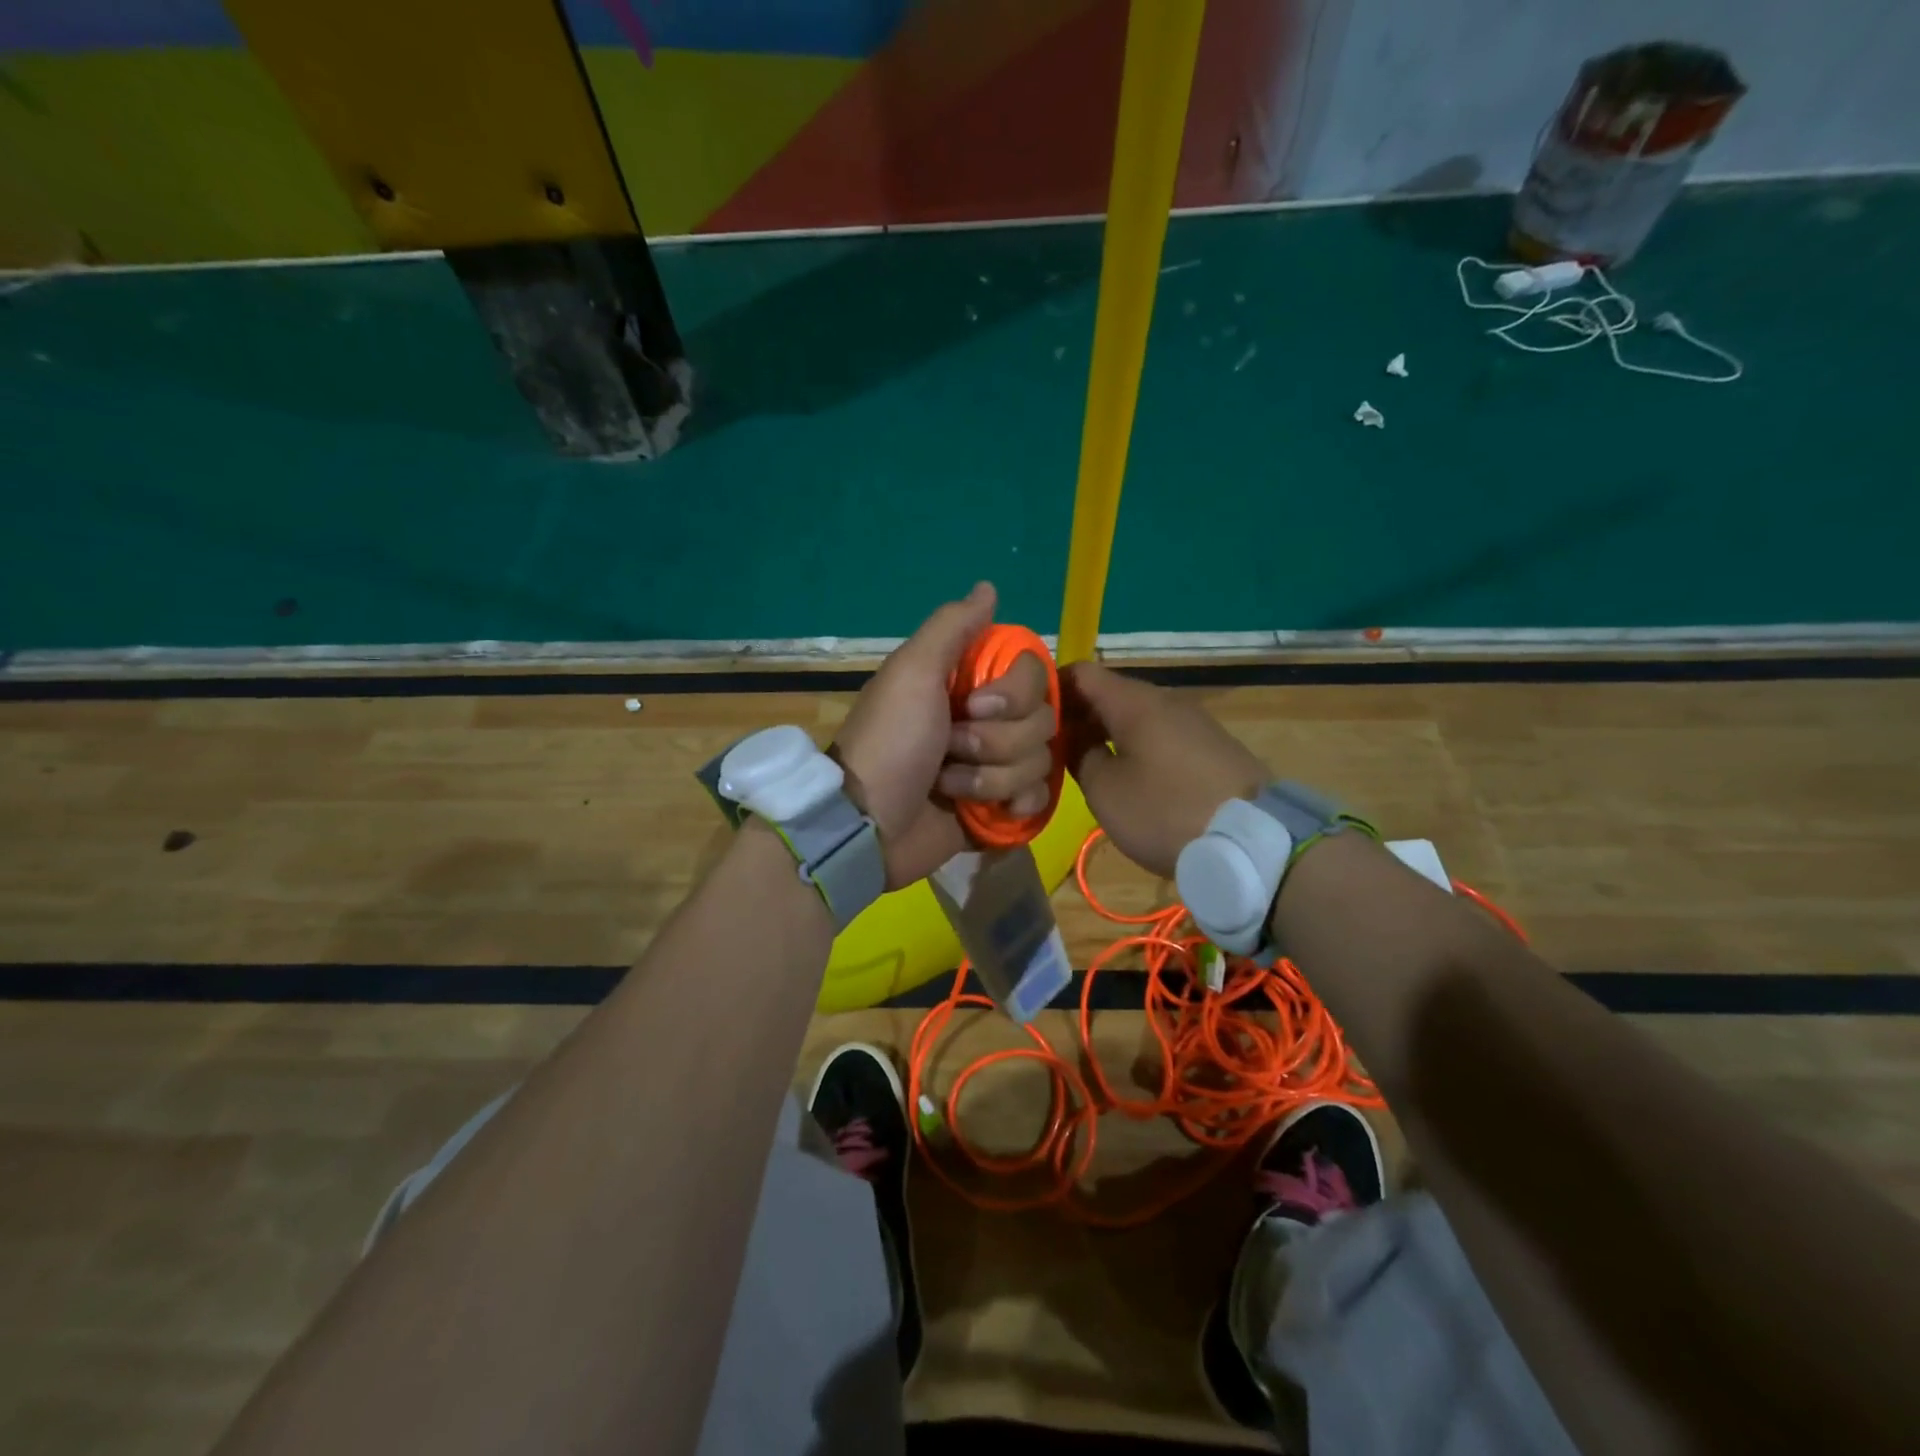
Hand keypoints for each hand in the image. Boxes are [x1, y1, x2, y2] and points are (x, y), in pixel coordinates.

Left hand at [835, 583, 1056, 887]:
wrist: (868, 824)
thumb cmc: (890, 742)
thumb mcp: (912, 673)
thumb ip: (951, 627)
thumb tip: (988, 587)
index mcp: (971, 683)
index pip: (1034, 674)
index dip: (1013, 693)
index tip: (975, 705)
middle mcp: (990, 719)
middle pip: (1042, 720)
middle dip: (996, 741)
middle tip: (950, 750)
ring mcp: (997, 765)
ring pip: (1040, 761)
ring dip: (991, 778)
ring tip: (950, 787)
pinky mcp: (1000, 808)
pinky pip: (1039, 798)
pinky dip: (1015, 805)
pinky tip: (989, 814)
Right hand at [1061, 661, 1266, 878]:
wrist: (1251, 841)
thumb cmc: (1165, 810)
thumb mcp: (1104, 790)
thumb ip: (1079, 755)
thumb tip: (1074, 738)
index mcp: (1133, 701)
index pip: (1081, 672)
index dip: (1051, 688)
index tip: (1029, 717)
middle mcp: (1164, 700)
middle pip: (1108, 693)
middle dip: (1076, 715)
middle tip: (1051, 748)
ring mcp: (1191, 721)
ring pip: (1134, 715)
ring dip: (1105, 733)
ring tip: (1083, 764)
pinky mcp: (1209, 746)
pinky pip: (1158, 734)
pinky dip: (1133, 745)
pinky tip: (1125, 775)